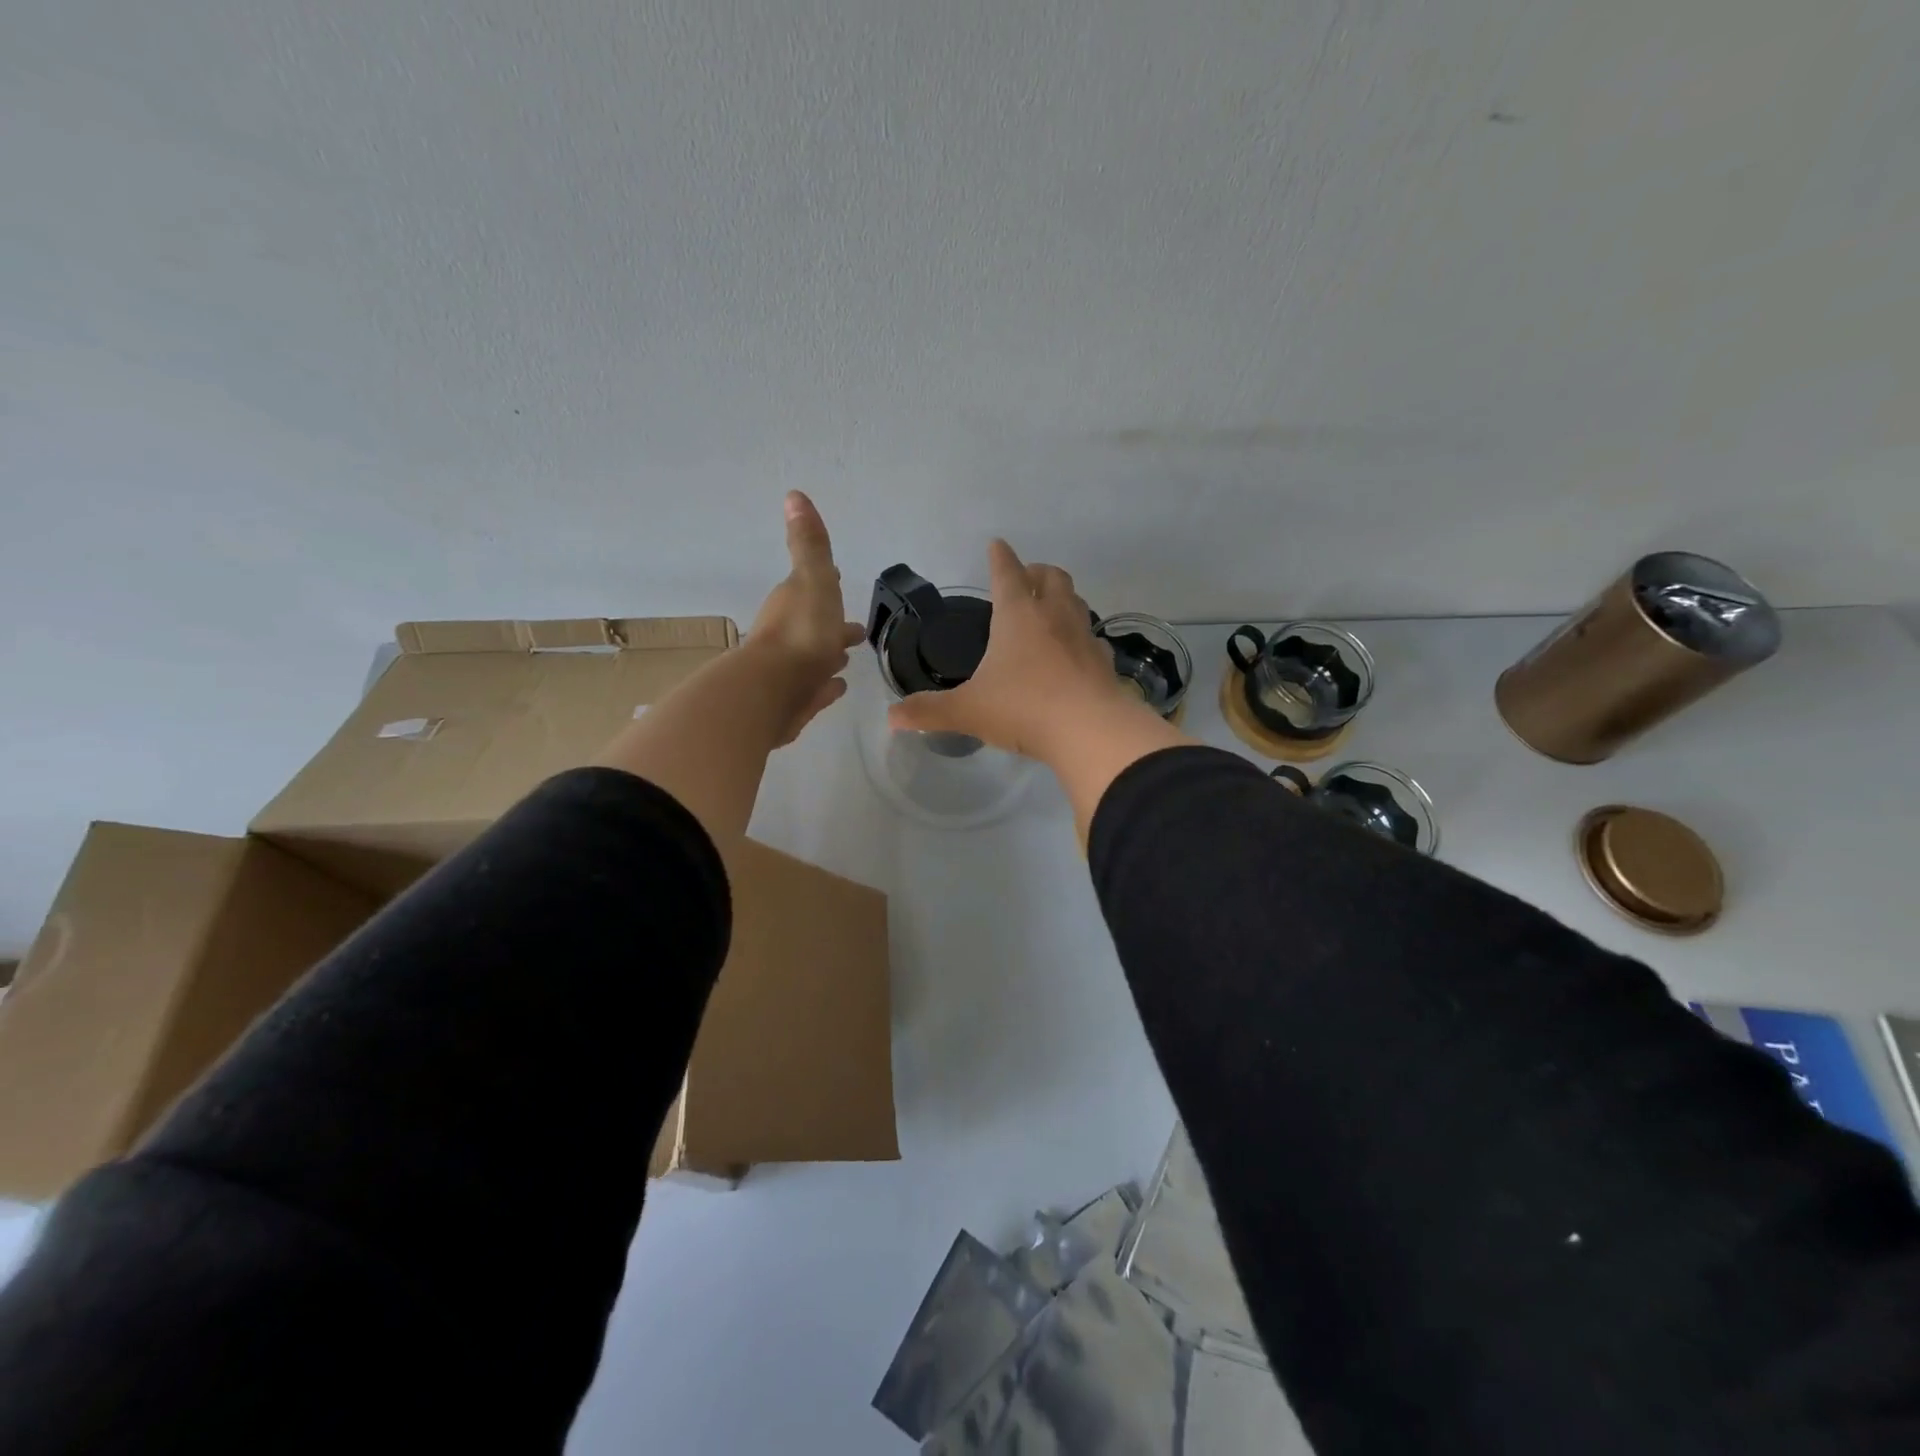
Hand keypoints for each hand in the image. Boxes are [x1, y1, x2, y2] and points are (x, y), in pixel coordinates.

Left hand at [747, 491, 865, 745]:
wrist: (773, 692)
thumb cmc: (801, 632)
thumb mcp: (812, 579)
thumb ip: (809, 543)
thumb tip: (793, 494)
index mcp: (793, 604)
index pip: (811, 589)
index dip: (825, 585)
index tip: (836, 580)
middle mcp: (787, 636)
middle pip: (814, 626)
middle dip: (832, 626)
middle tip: (855, 632)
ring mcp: (790, 672)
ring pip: (814, 659)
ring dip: (828, 656)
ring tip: (846, 661)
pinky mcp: (794, 702)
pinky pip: (815, 689)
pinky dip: (825, 686)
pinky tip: (837, 688)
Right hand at [887, 539, 1147, 763]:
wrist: (1091, 731)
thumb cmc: (1024, 709)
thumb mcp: (968, 711)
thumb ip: (929, 711)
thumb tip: (891, 717)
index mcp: (1017, 616)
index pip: (1007, 573)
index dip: (999, 557)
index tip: (997, 544)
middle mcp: (1054, 616)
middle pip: (1051, 577)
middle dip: (1037, 572)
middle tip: (1026, 579)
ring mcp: (1084, 636)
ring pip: (1076, 602)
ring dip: (1062, 598)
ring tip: (1049, 611)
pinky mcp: (1104, 661)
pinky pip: (1092, 638)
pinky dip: (1080, 637)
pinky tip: (1074, 653)